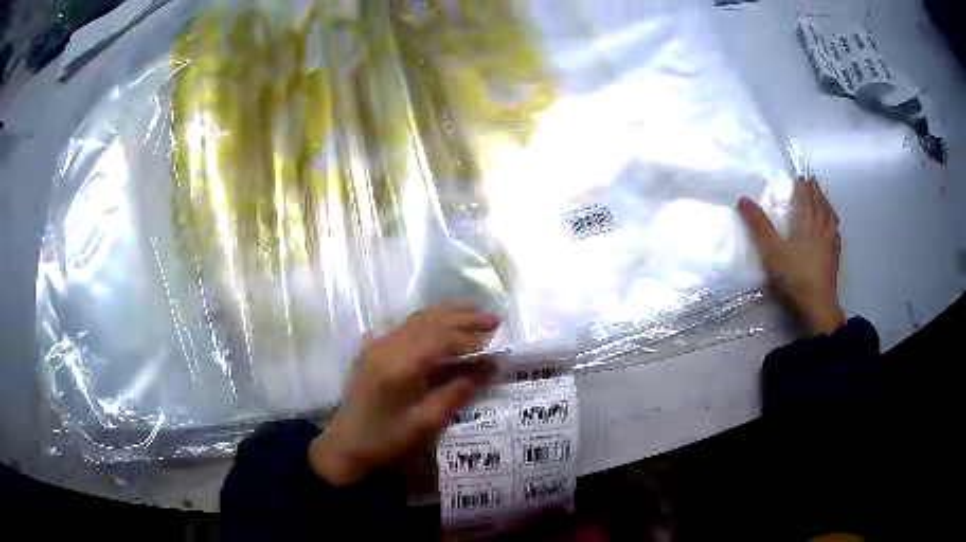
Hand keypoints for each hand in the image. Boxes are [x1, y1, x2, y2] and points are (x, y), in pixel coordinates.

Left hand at [309, 305, 499, 484]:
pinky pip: (407, 326)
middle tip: (494, 319)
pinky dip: (432, 321)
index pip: (441, 339)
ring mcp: (378, 344)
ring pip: (418, 319)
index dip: (470, 339)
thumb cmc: (385, 439)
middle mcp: (387, 346)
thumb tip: (489, 368)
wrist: (345, 444)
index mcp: (398, 365)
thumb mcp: (425, 423)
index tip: (496, 343)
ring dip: (448, 314)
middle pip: (430, 321)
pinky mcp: (375, 349)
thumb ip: (457, 392)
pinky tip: (445, 323)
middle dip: (464, 317)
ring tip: (476, 313)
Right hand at [738, 177, 845, 334]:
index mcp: (807, 223)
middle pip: (820, 205)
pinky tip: (834, 229)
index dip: (804, 187)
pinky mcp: (834, 258)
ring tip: (824, 200)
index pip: (806, 199)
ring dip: (827, 205)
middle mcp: (821, 229)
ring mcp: (830, 244)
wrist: (817, 304)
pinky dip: (834, 226)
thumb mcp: (772, 251)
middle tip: (813, 183)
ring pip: (830, 218)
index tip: (803, 177)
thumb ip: (759, 225)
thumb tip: (742, 199)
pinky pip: (836, 235)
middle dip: (816, 193)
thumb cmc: (794, 276)